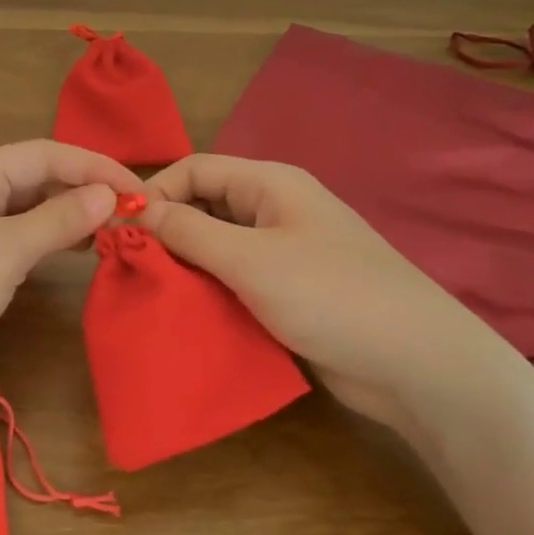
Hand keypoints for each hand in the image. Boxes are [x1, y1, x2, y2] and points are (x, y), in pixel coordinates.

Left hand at [0, 140, 142, 406]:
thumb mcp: (5, 251)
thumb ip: (59, 218)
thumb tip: (108, 193)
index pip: (42, 154)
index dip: (93, 167)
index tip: (139, 189)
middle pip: (34, 178)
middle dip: (83, 191)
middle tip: (134, 213)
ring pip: (27, 210)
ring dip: (69, 216)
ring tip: (115, 229)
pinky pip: (16, 240)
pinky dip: (48, 242)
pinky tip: (78, 250)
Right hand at [140, 154, 519, 431]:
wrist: (415, 365)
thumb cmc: (330, 295)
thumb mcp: (250, 259)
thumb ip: (188, 231)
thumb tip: (135, 208)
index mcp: (271, 185)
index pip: (195, 169)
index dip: (154, 190)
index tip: (118, 229)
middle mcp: (275, 211)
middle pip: (204, 206)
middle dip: (164, 231)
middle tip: (127, 264)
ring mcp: (283, 254)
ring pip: (215, 247)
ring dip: (182, 266)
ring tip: (146, 290)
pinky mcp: (287, 293)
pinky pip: (233, 281)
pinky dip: (206, 291)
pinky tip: (181, 312)